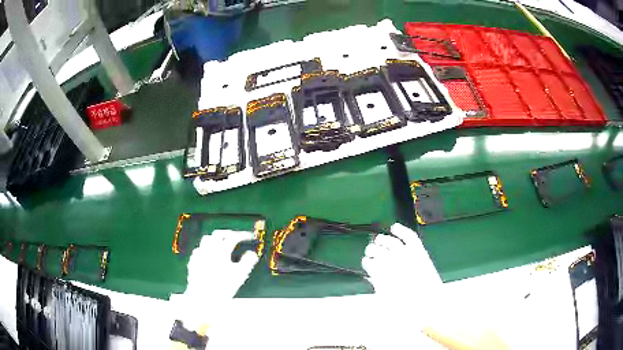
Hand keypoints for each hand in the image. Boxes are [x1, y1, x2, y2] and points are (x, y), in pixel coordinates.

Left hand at [170, 230, 259, 329]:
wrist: (203, 298)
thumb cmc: (223, 287)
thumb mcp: (240, 275)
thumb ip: (247, 262)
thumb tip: (252, 253)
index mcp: (221, 251)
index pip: (233, 237)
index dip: (243, 235)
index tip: (249, 237)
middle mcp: (209, 250)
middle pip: (218, 234)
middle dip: (228, 234)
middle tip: (235, 237)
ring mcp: (199, 255)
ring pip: (206, 239)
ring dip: (215, 239)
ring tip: (221, 244)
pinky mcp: (193, 262)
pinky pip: (198, 249)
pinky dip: (205, 249)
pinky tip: (207, 255)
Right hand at [362, 223, 443, 338]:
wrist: (429, 308)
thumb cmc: (406, 309)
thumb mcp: (385, 301)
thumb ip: (378, 286)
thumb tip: (372, 277)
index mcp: (381, 276)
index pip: (369, 262)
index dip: (366, 262)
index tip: (366, 263)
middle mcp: (392, 264)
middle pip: (377, 250)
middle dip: (372, 250)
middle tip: (371, 251)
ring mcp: (407, 257)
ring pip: (390, 242)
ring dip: (382, 240)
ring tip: (379, 240)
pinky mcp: (420, 253)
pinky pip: (409, 237)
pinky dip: (401, 230)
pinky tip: (394, 227)